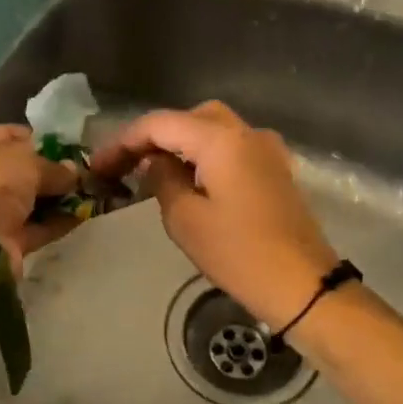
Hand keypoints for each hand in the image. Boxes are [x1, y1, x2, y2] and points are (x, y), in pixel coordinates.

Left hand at [0, 124, 79, 271]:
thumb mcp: (24, 162)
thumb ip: (51, 166)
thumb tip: (72, 172)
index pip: (2, 136)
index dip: (35, 139)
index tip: (65, 146)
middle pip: (14, 171)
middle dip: (47, 172)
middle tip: (80, 172)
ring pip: (24, 202)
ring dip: (54, 198)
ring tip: (88, 193)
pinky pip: (31, 228)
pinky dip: (54, 223)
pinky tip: (82, 216)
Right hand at [89, 102, 338, 327]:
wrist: (302, 285)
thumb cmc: (239, 254)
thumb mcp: (185, 219)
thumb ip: (163, 180)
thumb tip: (156, 163)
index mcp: (221, 140)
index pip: (161, 123)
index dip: (125, 141)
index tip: (100, 165)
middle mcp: (247, 133)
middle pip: (190, 118)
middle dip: (154, 136)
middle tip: (126, 165)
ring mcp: (266, 150)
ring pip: (213, 130)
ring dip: (180, 144)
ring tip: (151, 171)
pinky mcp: (275, 171)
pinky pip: (232, 149)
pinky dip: (204, 155)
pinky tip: (188, 180)